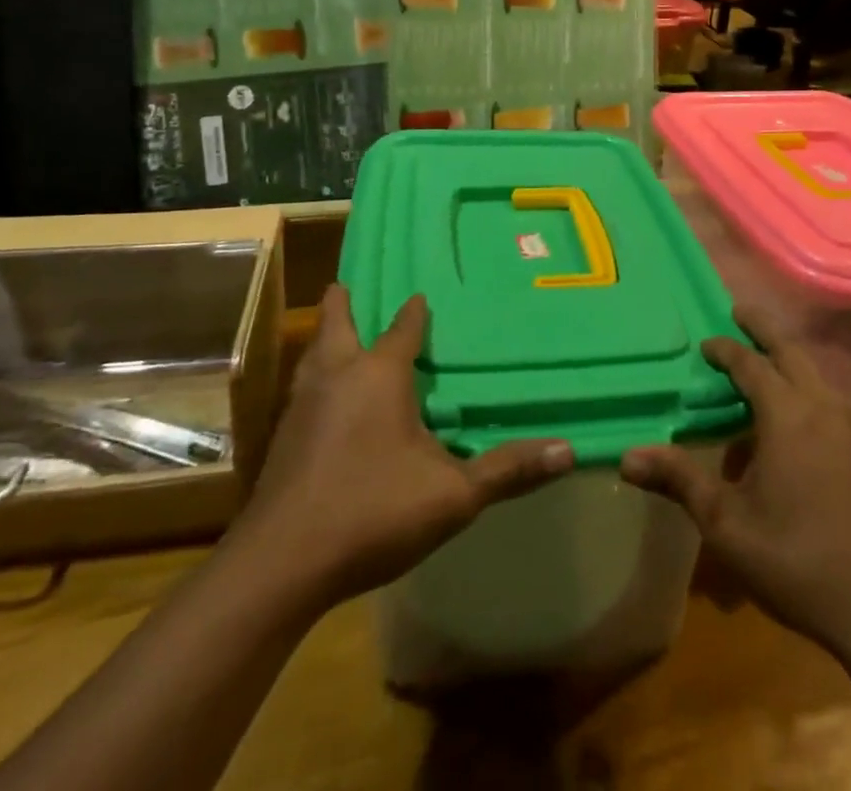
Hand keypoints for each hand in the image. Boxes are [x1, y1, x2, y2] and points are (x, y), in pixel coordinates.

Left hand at [237, 284, 572, 611]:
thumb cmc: (372, 511)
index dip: (414, 312)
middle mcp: (337, 376)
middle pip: (337, 326)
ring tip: (332, 336)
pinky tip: (319, 403)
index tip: (420, 296)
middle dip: (343, 305)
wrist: (281, 564)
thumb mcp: (453, 495)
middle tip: (345, 286)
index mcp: (379, 375)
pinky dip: (313, 380)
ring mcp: (303, 406)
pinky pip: (301, 391)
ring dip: (324, 341)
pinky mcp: (281, 439)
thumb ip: (508, 470)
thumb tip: (568, 449)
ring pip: (312, 357)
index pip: (402, 329)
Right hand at [620, 299, 850, 656]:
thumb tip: (627, 456)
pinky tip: (796, 423)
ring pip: (816, 375)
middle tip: (739, 313)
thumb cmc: (797, 560)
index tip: (706, 344)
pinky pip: (831, 402)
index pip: (751, 364)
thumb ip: (679, 480)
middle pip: (791, 352)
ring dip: (788, 361)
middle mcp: (824, 407)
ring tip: (763, 368)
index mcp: (788, 414)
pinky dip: (807, 390)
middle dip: (763, 329)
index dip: (726, 349)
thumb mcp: (726, 523)